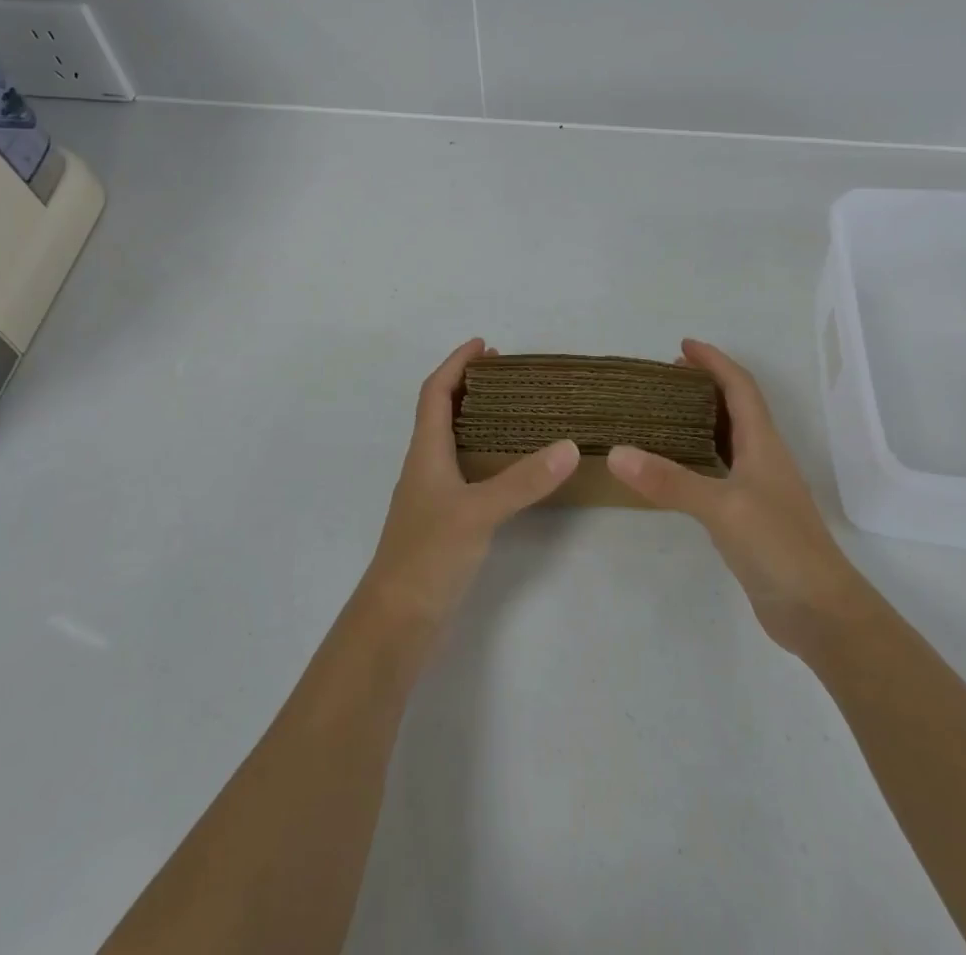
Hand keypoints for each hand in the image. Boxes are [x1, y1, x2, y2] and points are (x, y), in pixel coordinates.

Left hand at [361, 339, 578, 638]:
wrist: (397, 621)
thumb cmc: (428, 555)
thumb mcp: (479, 512)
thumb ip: (523, 480)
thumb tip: (568, 445)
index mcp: (425, 452)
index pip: (435, 392)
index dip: (456, 364)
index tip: (484, 344)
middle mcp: (425, 466)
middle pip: (441, 411)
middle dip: (469, 385)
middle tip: (508, 374)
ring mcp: (432, 495)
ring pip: (452, 441)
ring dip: (477, 418)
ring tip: (515, 411)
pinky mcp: (443, 521)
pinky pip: (464, 470)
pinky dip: (484, 454)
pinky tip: (508, 466)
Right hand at [608, 339, 864, 656]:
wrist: (820, 612)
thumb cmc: (778, 546)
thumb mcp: (721, 507)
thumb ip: (669, 480)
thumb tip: (616, 452)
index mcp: (763, 443)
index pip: (740, 387)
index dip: (715, 362)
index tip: (683, 345)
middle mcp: (764, 458)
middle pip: (737, 407)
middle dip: (706, 385)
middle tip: (665, 378)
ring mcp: (759, 489)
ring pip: (730, 439)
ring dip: (702, 419)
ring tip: (664, 414)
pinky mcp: (751, 517)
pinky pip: (721, 470)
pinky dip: (699, 456)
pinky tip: (677, 469)